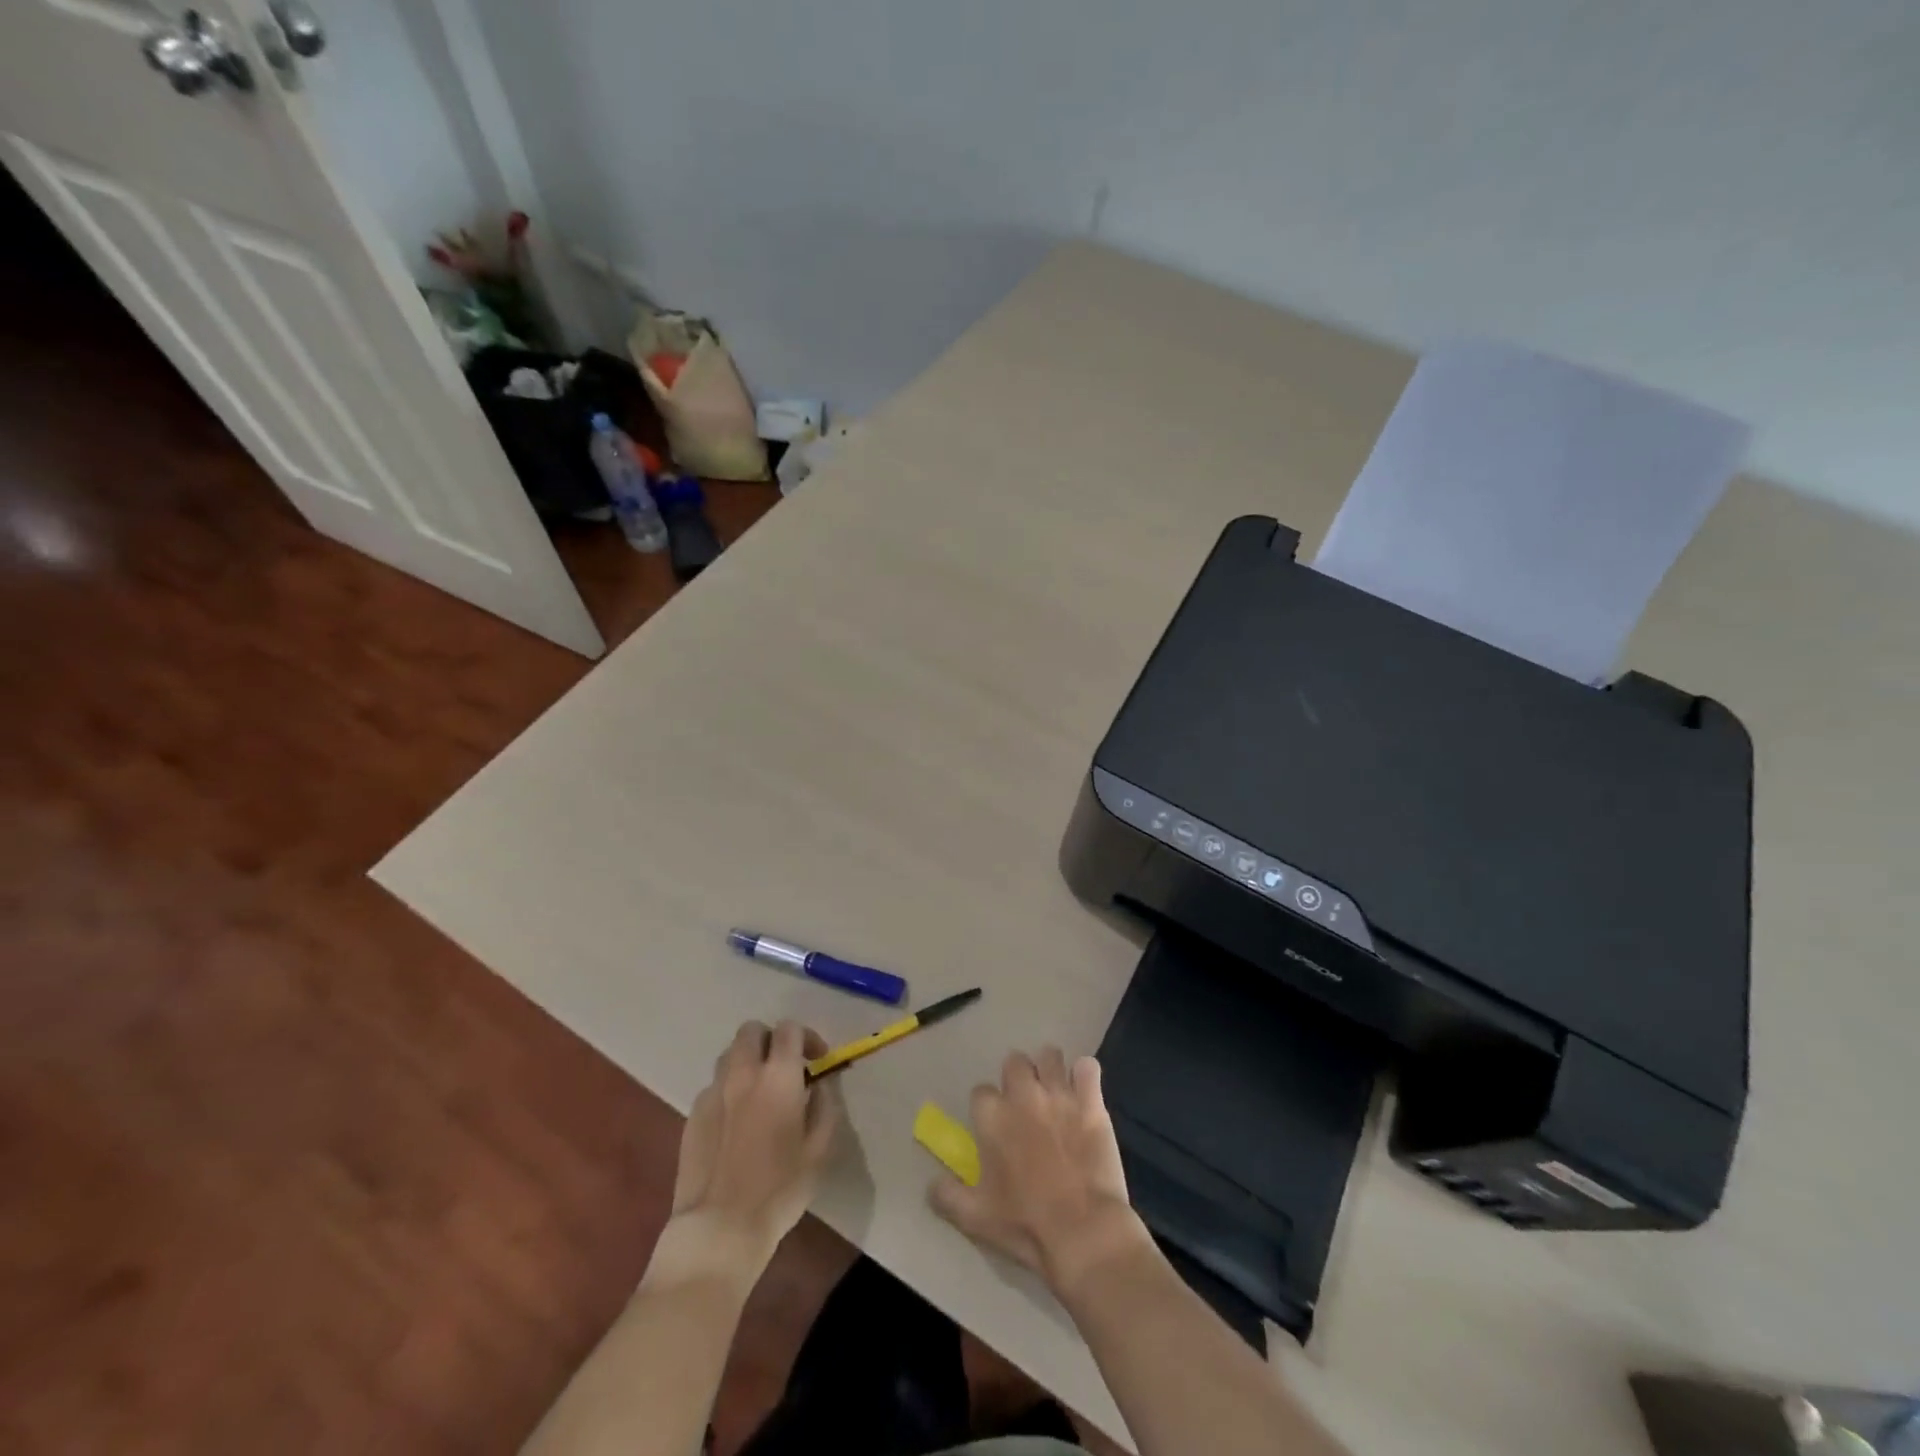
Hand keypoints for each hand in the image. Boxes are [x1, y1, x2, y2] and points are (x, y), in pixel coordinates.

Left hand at [669, 1020, 840, 1262]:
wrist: (719, 1229)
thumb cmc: (779, 1189)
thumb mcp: (819, 1149)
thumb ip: (824, 1105)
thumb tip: (819, 1084)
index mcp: (778, 1076)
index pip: (789, 1029)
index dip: (807, 1038)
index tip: (816, 1062)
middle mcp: (743, 1073)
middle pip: (752, 1030)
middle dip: (770, 1040)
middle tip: (784, 1068)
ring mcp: (713, 1092)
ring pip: (729, 1055)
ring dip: (747, 1062)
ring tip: (759, 1092)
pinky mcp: (692, 1115)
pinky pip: (714, 1087)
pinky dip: (729, 1091)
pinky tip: (736, 1123)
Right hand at [929, 1047, 1149, 1295]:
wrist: (1082, 1232)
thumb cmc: (1025, 1224)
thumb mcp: (975, 1218)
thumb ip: (947, 1196)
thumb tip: (931, 1184)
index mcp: (992, 1117)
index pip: (981, 1091)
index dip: (988, 1106)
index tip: (996, 1125)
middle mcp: (1023, 1095)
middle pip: (1014, 1061)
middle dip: (1017, 1077)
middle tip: (1026, 1102)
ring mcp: (1059, 1094)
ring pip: (1050, 1055)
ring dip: (1050, 1070)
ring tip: (1055, 1091)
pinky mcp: (1091, 1102)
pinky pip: (1087, 1067)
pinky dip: (1085, 1076)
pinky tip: (1085, 1093)